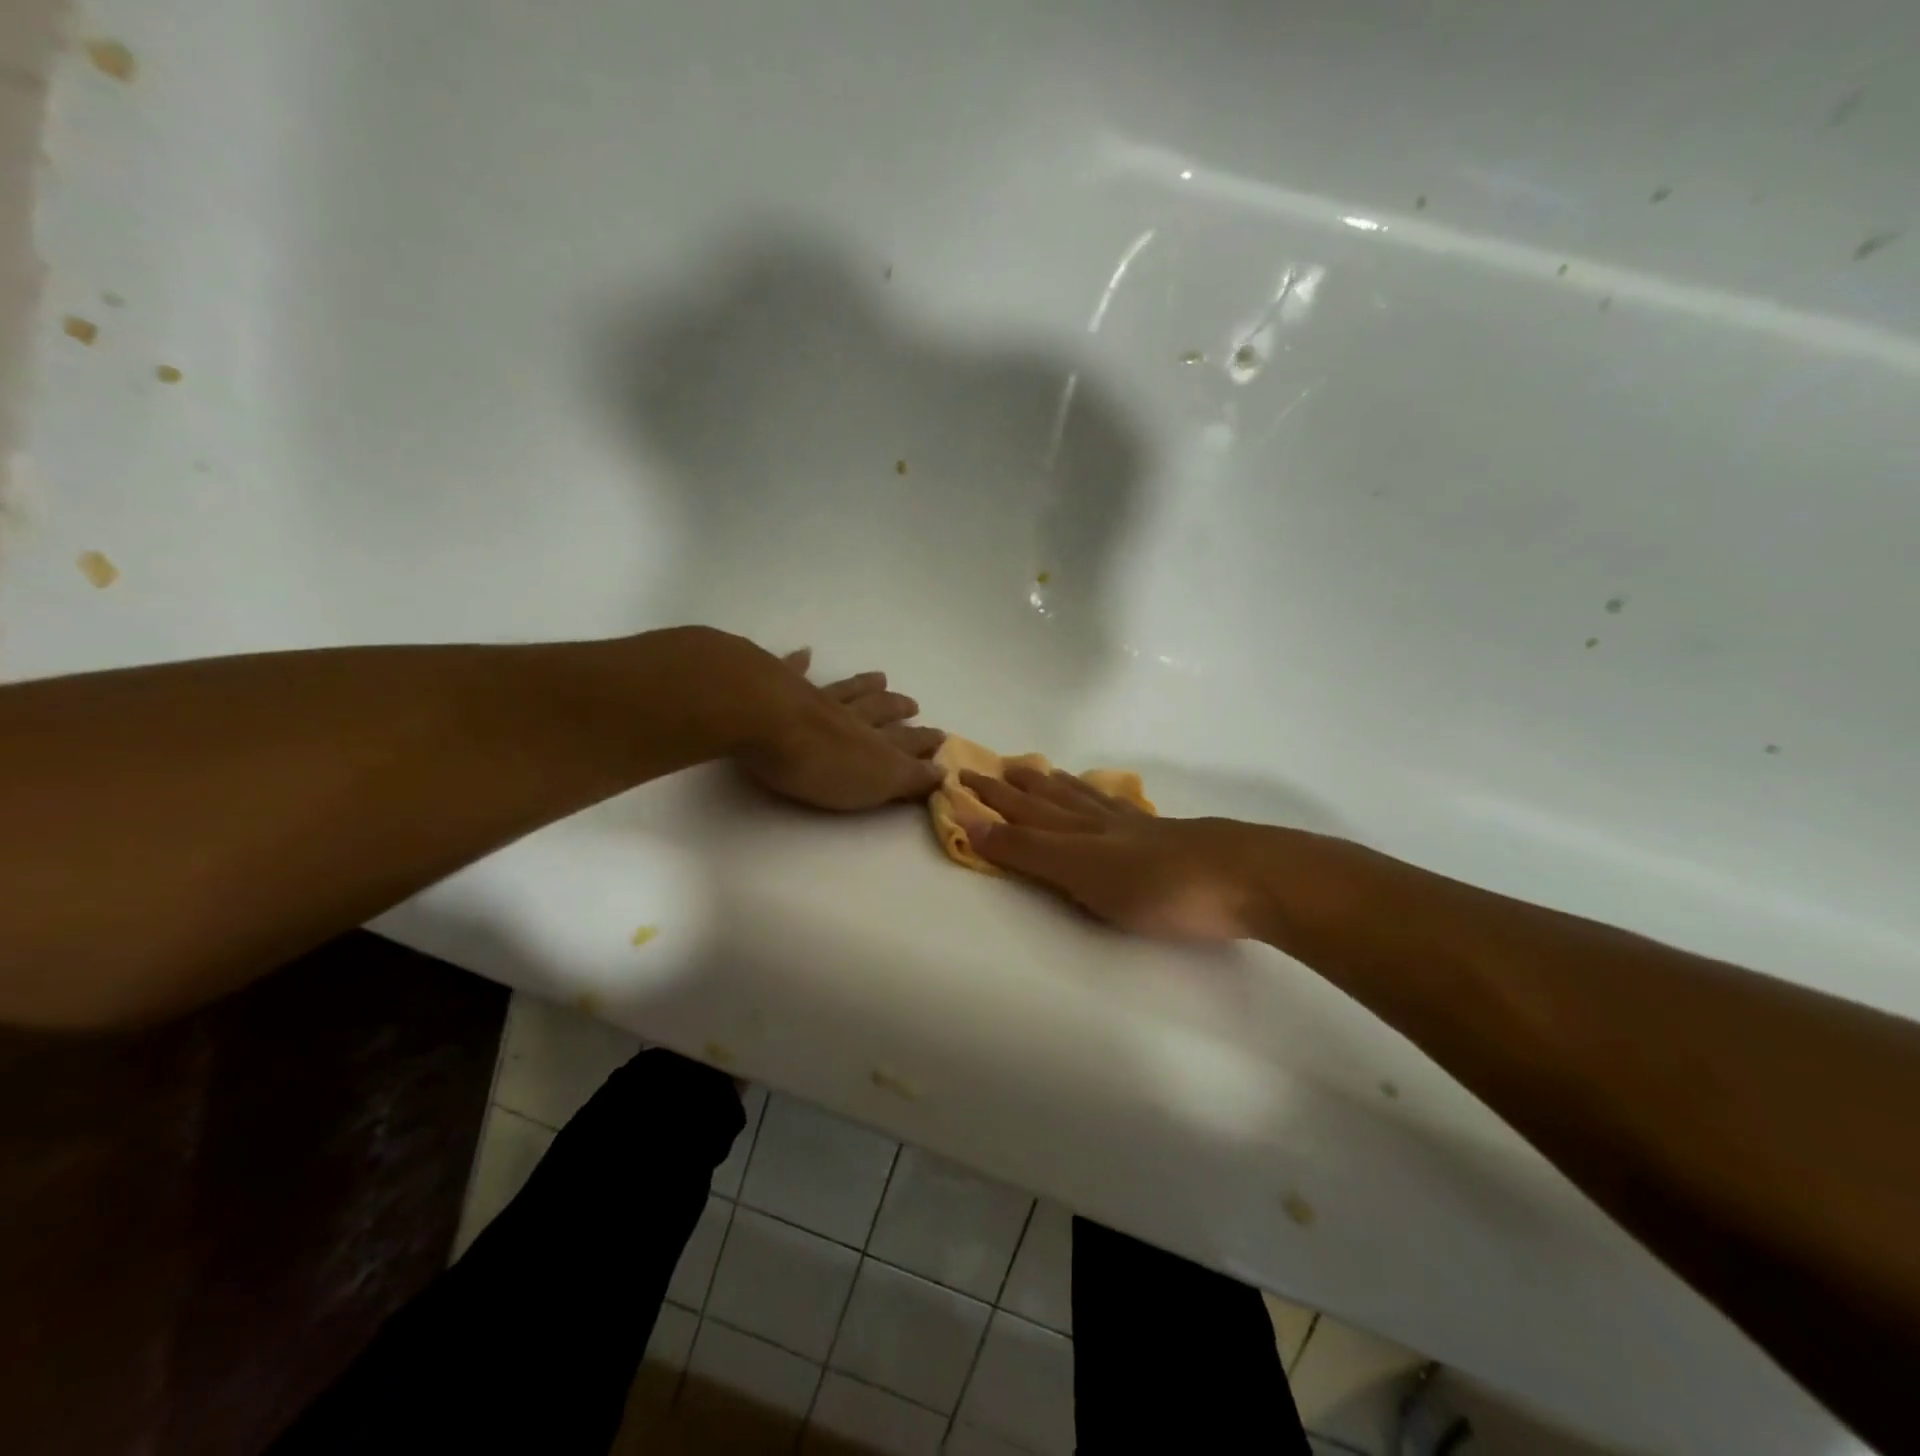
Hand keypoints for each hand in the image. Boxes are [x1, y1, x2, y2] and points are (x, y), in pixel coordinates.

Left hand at [736, 649, 943, 810]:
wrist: (766, 720)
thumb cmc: (819, 763)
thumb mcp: (875, 783)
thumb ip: (909, 778)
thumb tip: (943, 772)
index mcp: (872, 743)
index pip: (905, 742)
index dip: (923, 742)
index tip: (941, 737)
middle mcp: (849, 716)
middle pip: (879, 710)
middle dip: (897, 709)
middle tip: (912, 704)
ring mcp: (815, 698)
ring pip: (846, 690)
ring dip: (864, 685)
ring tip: (880, 677)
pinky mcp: (779, 686)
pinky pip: (793, 672)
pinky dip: (800, 663)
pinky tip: (804, 653)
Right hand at [960, 766, 1263, 940]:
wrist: (1244, 877)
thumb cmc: (1157, 886)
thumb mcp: (1081, 872)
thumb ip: (1028, 850)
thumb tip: (972, 822)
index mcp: (1076, 834)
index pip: (1022, 816)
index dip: (990, 802)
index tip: (960, 782)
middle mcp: (1099, 823)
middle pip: (1049, 800)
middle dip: (1015, 788)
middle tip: (990, 767)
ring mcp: (1134, 828)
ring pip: (1083, 799)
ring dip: (1053, 785)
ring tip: (1034, 770)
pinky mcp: (1166, 836)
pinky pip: (1118, 808)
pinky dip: (1099, 797)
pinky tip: (1104, 797)